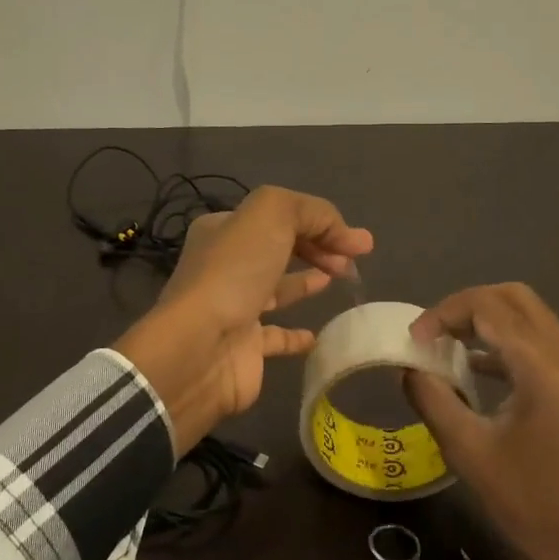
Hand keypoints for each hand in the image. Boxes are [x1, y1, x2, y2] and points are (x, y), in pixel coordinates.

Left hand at [114, 186, 372, 455]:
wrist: (200, 347)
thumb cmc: (234, 272)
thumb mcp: (271, 214)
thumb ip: (312, 212)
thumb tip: (346, 235)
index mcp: (223, 229)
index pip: (278, 216)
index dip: (320, 222)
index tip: (357, 242)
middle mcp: (225, 265)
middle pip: (279, 248)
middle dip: (318, 247)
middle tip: (352, 261)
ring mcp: (233, 307)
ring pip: (276, 288)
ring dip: (308, 280)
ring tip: (340, 278)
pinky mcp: (244, 348)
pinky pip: (276, 337)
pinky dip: (299, 335)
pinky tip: (319, 334)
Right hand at [403, 283, 558, 559]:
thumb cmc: (528, 502)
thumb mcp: (467, 450)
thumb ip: (432, 398)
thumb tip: (410, 368)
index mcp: (544, 368)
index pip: (488, 308)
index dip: (444, 314)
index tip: (415, 339)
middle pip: (515, 298)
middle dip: (468, 305)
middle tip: (434, 331)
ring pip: (532, 317)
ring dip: (489, 321)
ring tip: (449, 345)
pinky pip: (544, 342)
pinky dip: (509, 342)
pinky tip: (480, 370)